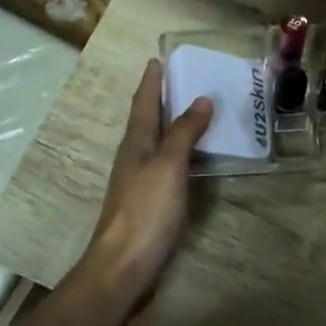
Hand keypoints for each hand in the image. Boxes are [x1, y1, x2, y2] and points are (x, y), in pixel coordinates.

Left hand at [82, 60, 211, 293]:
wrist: (124, 266)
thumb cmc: (145, 212)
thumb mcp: (168, 166)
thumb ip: (184, 134)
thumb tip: (201, 98)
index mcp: (135, 144)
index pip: (144, 104)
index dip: (151, 82)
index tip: (157, 59)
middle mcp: (134, 159)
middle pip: (147, 121)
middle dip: (160, 100)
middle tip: (181, 80)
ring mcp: (139, 183)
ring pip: (155, 144)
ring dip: (171, 126)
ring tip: (193, 112)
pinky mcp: (149, 205)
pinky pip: (166, 167)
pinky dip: (179, 153)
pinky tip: (192, 159)